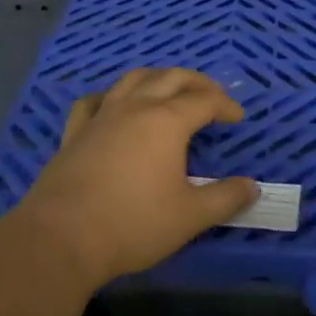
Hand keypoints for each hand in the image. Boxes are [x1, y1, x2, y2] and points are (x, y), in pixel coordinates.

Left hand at [12, 68, 259, 289]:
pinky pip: (94, 100)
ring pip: (133, 79)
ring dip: (157, 78)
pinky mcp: (75, 132)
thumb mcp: (190, 217)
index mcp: (167, 121)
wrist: (62, 237)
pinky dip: (110, 96)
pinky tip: (112, 105)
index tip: (238, 117)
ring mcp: (102, 116)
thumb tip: (253, 187)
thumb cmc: (133, 224)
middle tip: (212, 95)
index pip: (205, 100)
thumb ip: (225, 198)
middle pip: (171, 77)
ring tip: (169, 89)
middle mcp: (135, 107)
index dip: (225, 105)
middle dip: (197, 82)